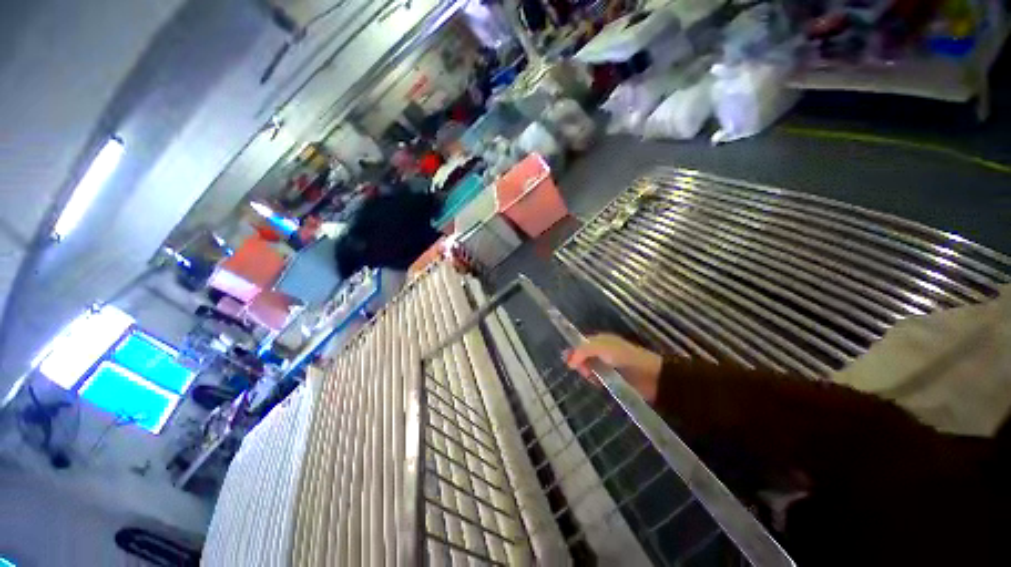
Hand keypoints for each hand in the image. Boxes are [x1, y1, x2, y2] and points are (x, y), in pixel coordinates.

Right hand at [565, 334, 663, 403]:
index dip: (573, 350)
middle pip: (583, 356)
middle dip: (579, 363)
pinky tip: (597, 384)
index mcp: (601, 340)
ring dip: (587, 373)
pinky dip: (595, 381)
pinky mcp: (613, 379)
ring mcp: (607, 365)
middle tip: (583, 371)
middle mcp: (602, 351)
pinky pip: (597, 379)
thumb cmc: (624, 357)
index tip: (566, 360)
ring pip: (589, 368)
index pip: (581, 343)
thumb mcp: (601, 347)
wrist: (649, 375)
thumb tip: (569, 362)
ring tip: (591, 377)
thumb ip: (583, 351)